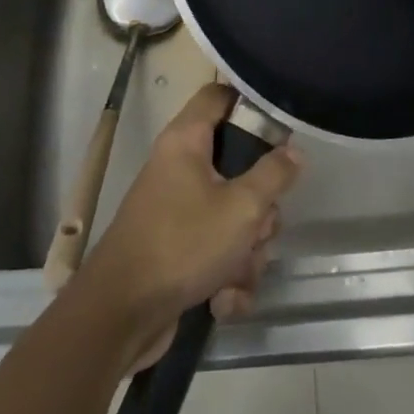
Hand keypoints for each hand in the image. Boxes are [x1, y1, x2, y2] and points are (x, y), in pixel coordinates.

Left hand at [79, 83, 300, 371]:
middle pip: (239, 166)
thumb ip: (274, 175)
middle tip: (258, 225)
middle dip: (260, 207)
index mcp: (187, 141)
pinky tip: (223, 301)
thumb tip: (294, 152)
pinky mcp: (178, 250)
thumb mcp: (242, 207)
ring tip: (237, 274)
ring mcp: (177, 210)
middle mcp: (180, 168)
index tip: (282, 130)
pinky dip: (227, 277)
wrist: (120, 317)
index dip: (251, 103)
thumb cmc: (182, 245)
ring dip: (247, 251)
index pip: (220, 95)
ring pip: (234, 215)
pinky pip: (218, 251)